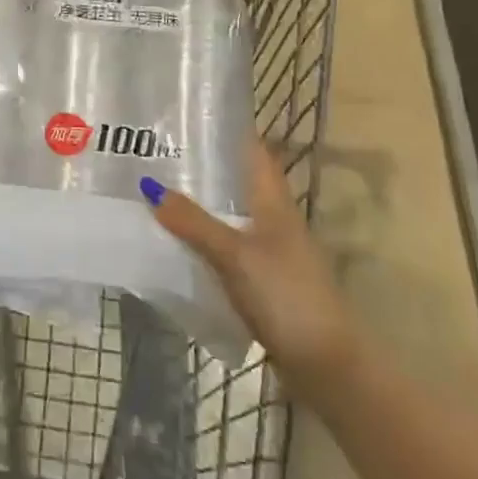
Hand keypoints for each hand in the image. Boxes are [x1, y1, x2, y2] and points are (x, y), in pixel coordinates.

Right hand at [143, 143, 359, 393]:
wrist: (326, 364)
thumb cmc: (287, 297)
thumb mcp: (236, 256)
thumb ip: (194, 222)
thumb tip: (150, 187)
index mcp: (274, 203)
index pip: (253, 152)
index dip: (227, 130)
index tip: (188, 114)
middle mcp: (273, 220)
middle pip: (236, 181)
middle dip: (201, 166)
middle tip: (155, 151)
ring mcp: (268, 251)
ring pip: (228, 214)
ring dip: (198, 203)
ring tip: (154, 190)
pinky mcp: (261, 280)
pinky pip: (224, 246)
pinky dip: (201, 238)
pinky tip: (174, 241)